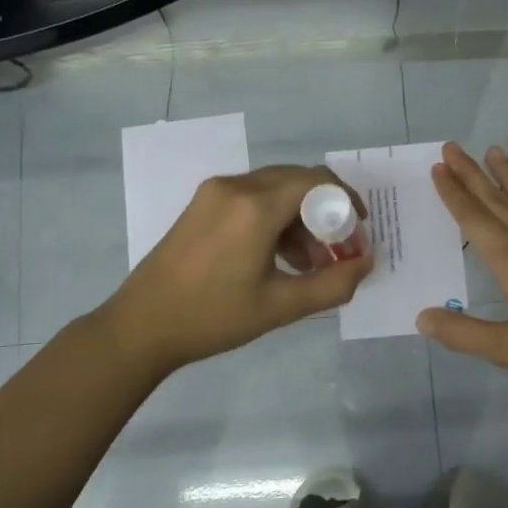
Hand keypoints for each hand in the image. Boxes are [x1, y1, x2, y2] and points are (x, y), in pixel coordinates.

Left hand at [100, 165, 371, 375]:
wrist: (141, 326)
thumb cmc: (213, 317)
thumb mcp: (280, 307)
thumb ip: (332, 284)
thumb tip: (367, 263)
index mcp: (255, 207)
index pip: (317, 181)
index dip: (346, 200)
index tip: (358, 230)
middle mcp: (236, 186)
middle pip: (296, 181)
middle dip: (324, 212)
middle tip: (337, 250)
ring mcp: (214, 193)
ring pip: (274, 189)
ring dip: (299, 218)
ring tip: (308, 264)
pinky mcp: (201, 204)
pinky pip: (251, 198)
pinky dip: (274, 218)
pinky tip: (277, 257)